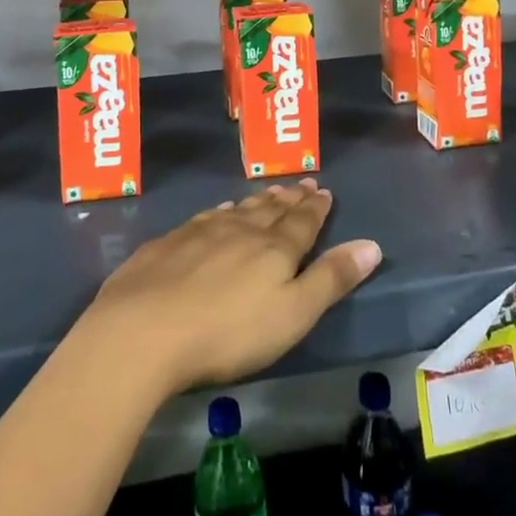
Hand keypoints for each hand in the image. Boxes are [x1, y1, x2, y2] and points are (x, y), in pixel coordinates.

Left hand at [77, 179, 382, 399]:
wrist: (144, 328)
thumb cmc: (228, 332)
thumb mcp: (292, 315)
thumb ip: (331, 280)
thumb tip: (371, 244)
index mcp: (274, 249)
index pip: (302, 222)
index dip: (315, 208)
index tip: (324, 190)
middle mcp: (240, 230)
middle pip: (270, 210)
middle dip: (290, 198)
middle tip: (302, 183)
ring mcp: (201, 233)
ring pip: (238, 210)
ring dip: (257, 201)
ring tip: (270, 192)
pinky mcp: (170, 243)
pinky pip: (206, 217)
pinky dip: (220, 211)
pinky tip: (219, 210)